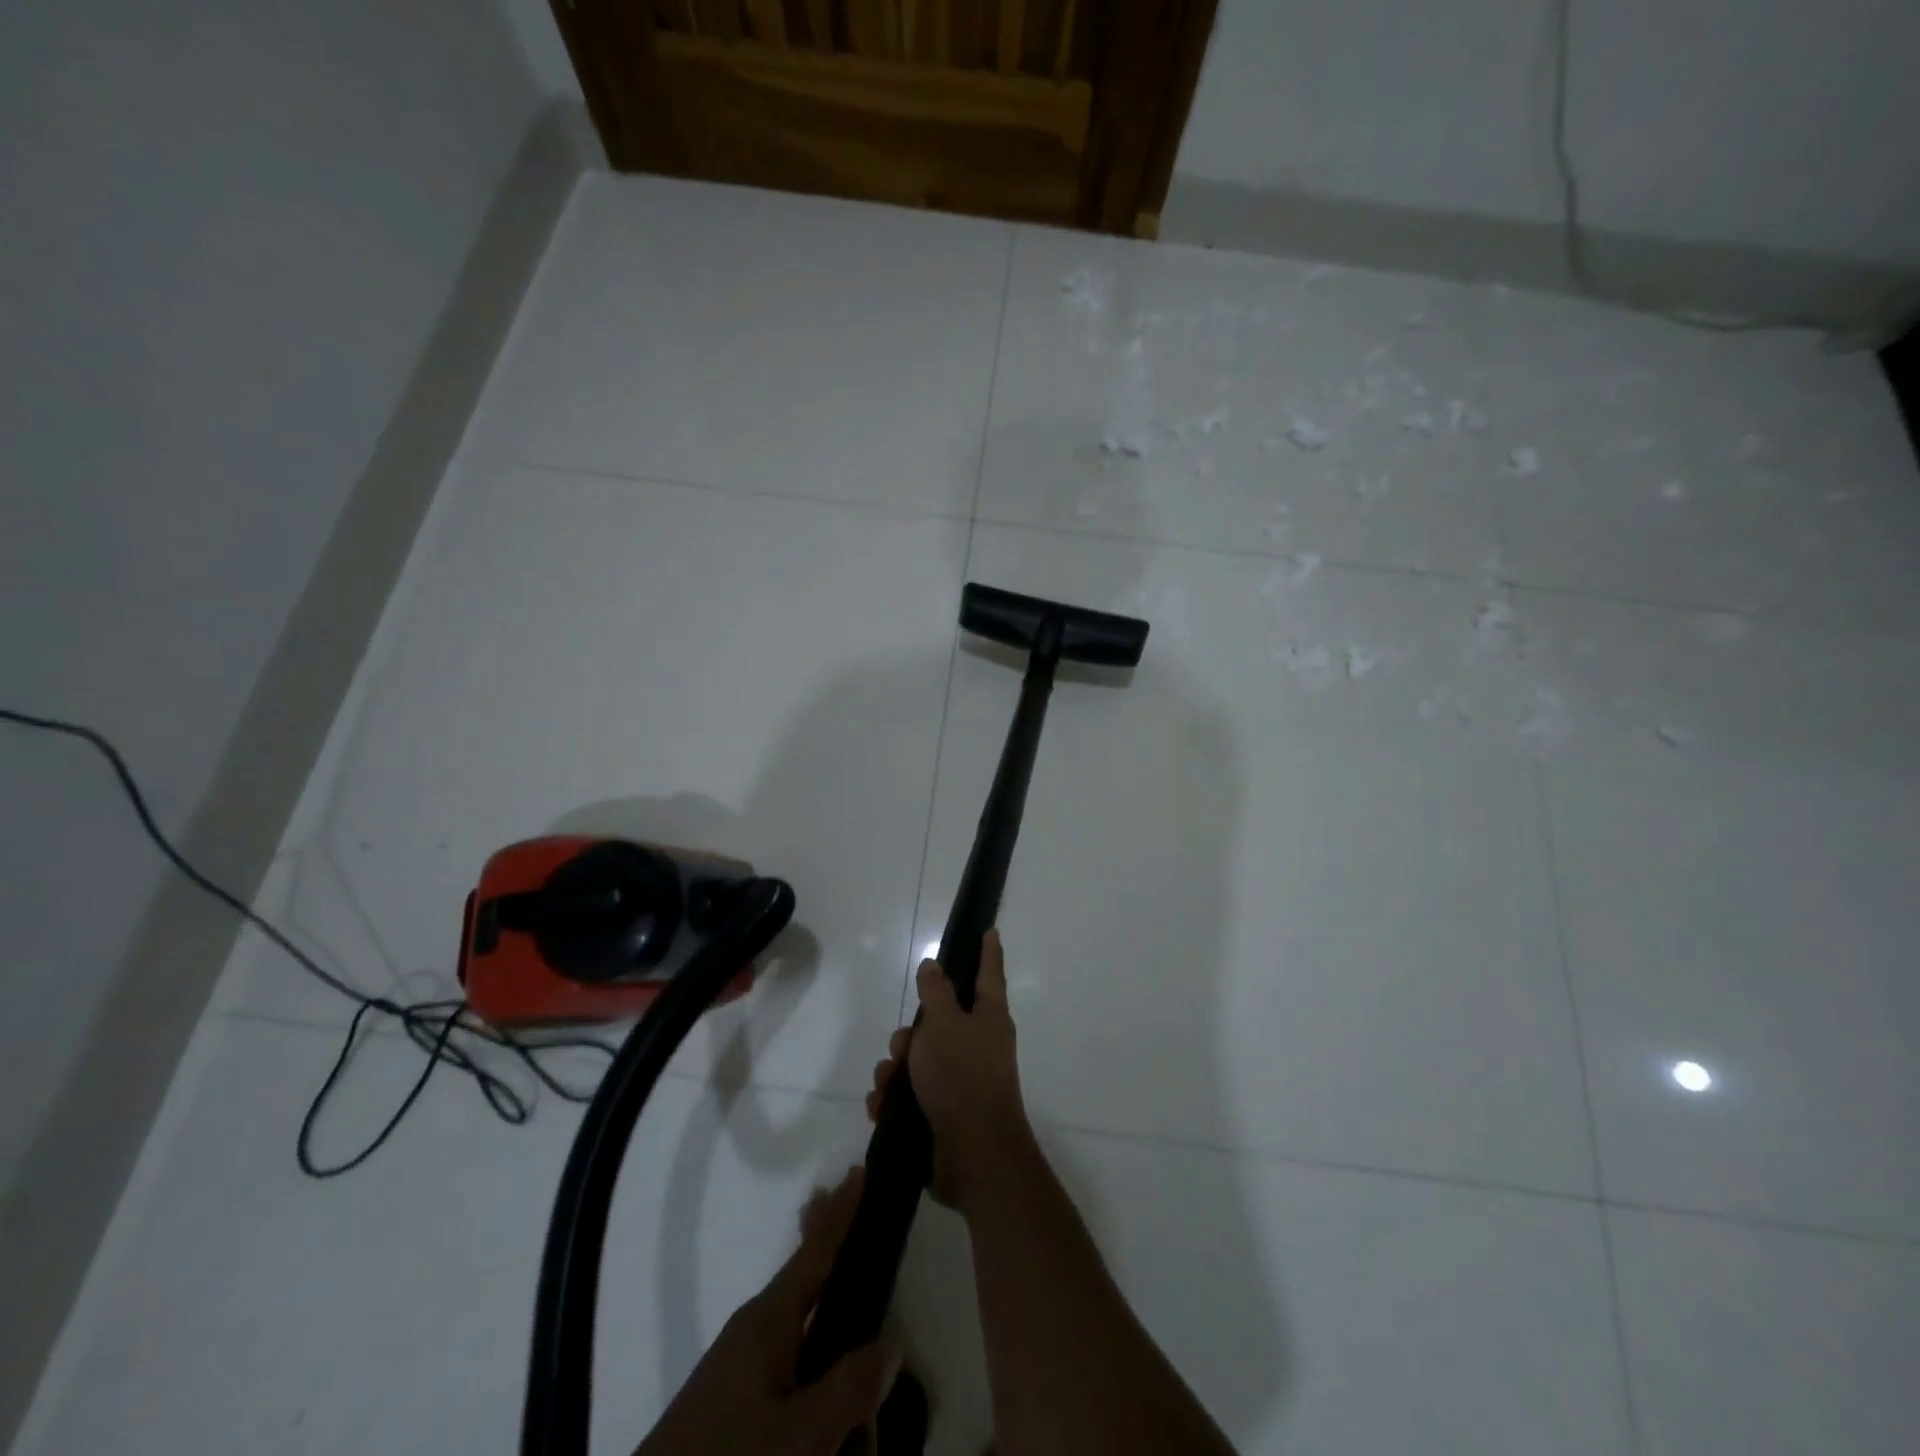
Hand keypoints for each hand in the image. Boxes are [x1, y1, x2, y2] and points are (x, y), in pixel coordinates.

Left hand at [636, 1168, 893, 1455]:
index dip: (842, 1213)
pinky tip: (833, 1414)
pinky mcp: (731, 1400)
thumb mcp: (799, 1436)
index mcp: (768, 1319)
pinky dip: (817, 1372)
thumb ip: (849, 1387)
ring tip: (862, 1387)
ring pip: (803, 1329)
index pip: (816, 1251)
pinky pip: (789, 1364)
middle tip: (862, 1217)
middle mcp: (754, 1328)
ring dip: (833, 1332)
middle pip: (808, 1276)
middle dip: (834, 1248)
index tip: (859, 1169)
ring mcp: (739, 1364)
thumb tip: (891, 1340)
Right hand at [867, 928, 1029, 1211]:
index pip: (988, 973)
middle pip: (939, 1021)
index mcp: (989, 1018)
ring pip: (919, 1059)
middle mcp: (979, 1045)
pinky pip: (912, 1094)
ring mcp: (962, 1080)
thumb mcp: (944, 1024)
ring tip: (887, 1085)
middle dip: (911, 1033)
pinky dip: (894, 1099)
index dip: (987, 951)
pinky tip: (881, 1107)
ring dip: (896, 1070)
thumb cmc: (962, 1076)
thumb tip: (934, 964)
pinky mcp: (944, 1113)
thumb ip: (936, 992)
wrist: (972, 1156)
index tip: (989, 930)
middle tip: (903, 1046)